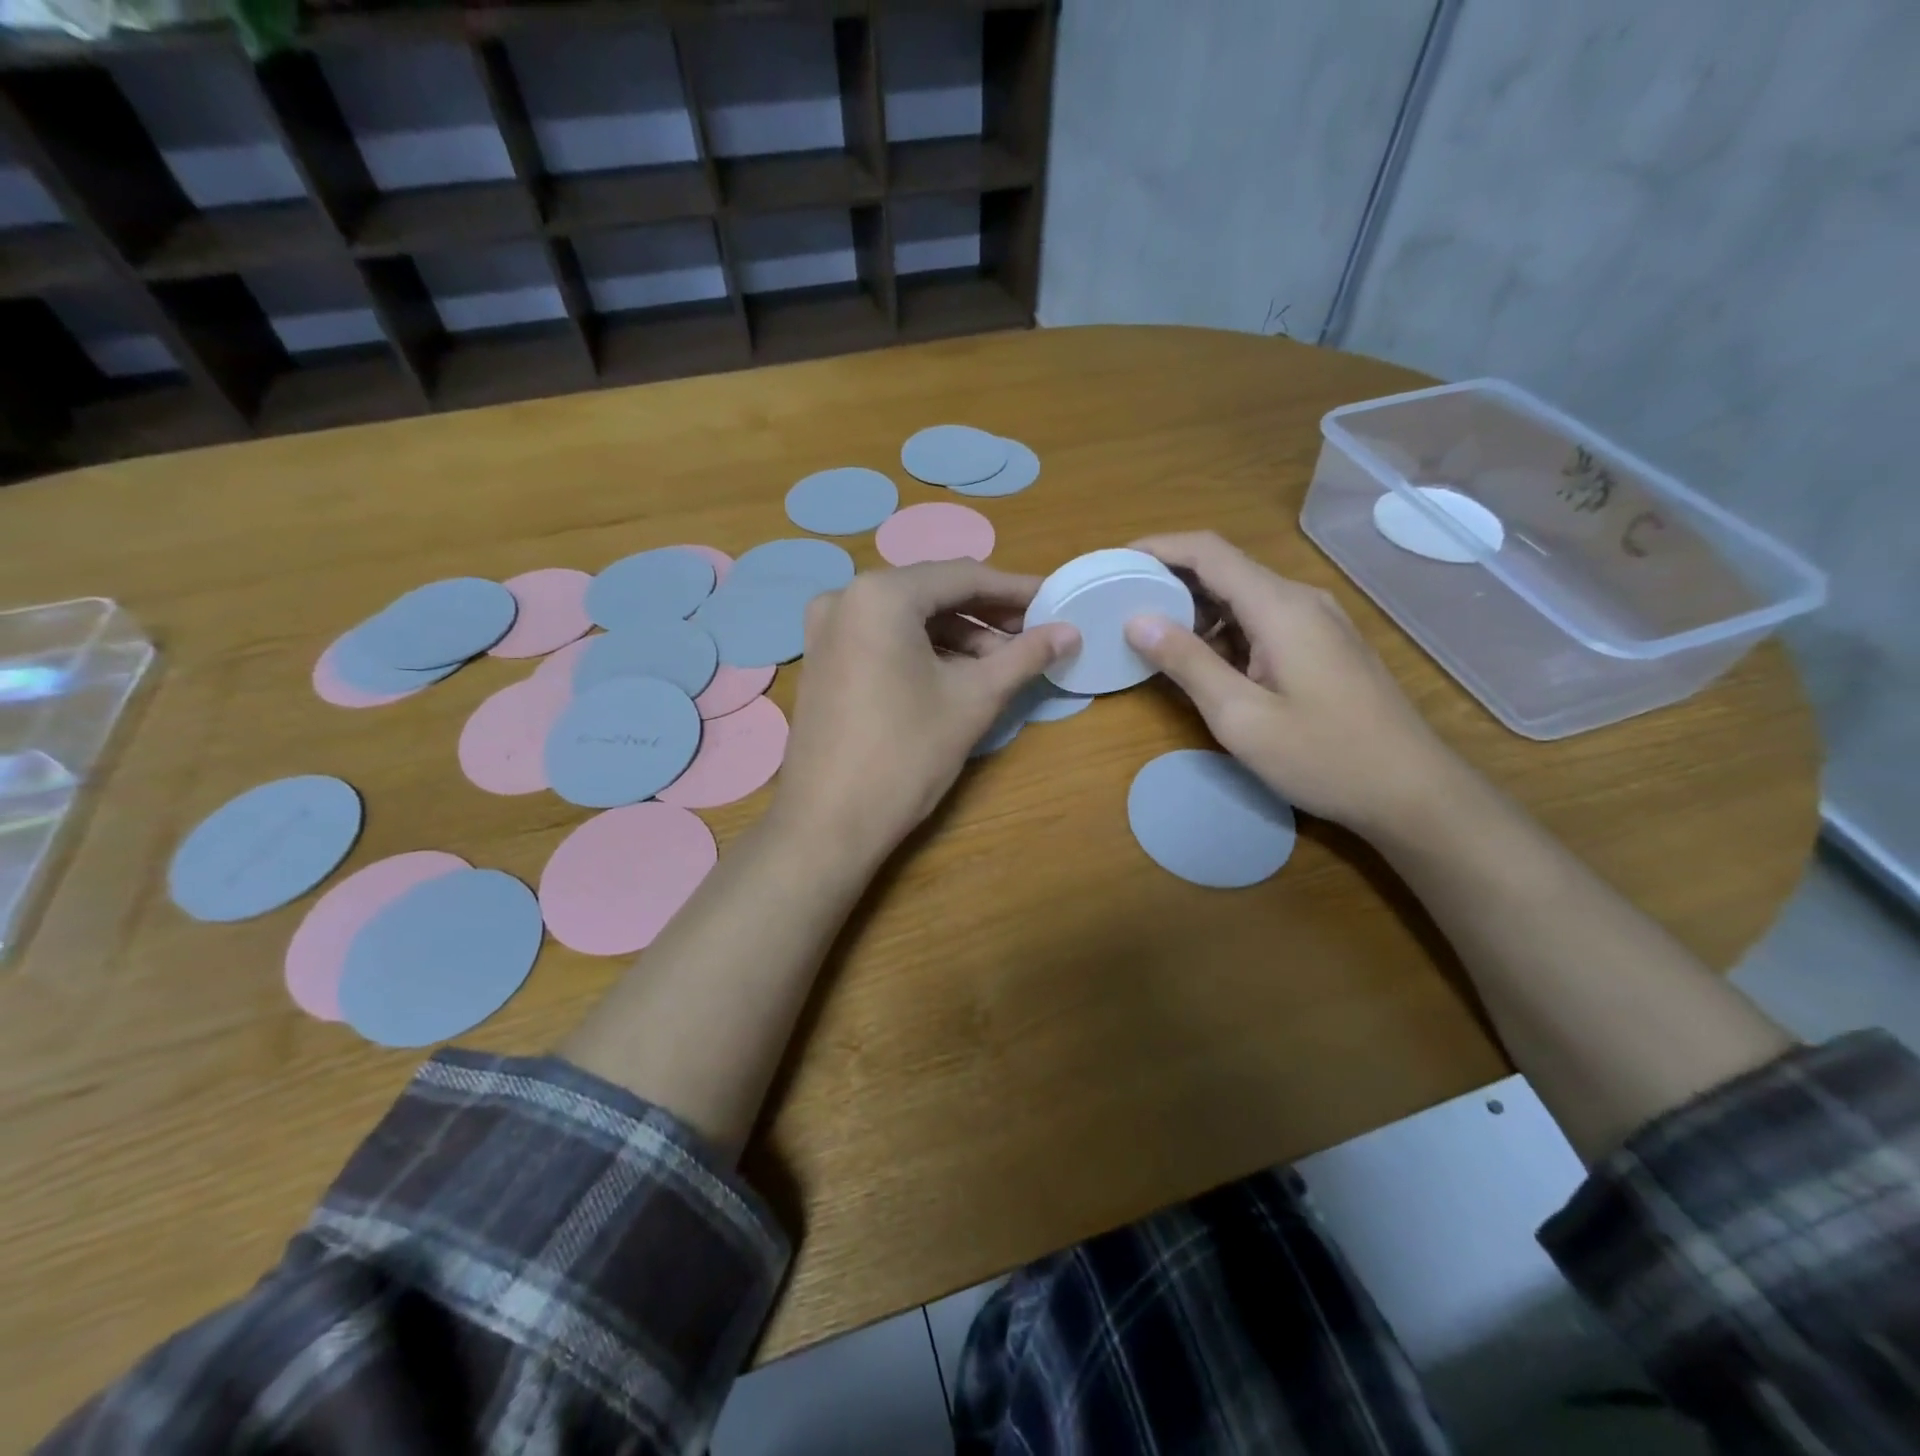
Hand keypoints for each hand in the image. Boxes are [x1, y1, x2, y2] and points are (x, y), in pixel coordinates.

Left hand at [771, 562, 1078, 867]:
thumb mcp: (974, 700)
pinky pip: (883, 639)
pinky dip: (923, 650)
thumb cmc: (905, 755)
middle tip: (1032, 636)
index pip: (962, 576)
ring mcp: (826, 630)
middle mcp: (845, 597)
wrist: (827, 823)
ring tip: (1001, 665)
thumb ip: (1024, 656)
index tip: (1053, 602)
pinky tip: (957, 675)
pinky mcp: (823, 660)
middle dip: (986, 615)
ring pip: (908, 618)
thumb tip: (1070, 632)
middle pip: (932, 593)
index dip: (1014, 590)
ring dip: (957, 636)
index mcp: (880, 594)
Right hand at [1124, 532, 1461, 835]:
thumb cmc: (1323, 756)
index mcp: (1279, 607)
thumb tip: (1137, 620)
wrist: (1412, 791)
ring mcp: (1317, 622)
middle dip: (1170, 581)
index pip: (1208, 552)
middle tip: (1123, 605)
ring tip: (1153, 639)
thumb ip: (1188, 664)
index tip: (1115, 562)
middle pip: (1225, 569)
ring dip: (1196, 610)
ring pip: (1243, 597)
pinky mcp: (1323, 645)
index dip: (1158, 548)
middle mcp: (1300, 600)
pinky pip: (1262, 621)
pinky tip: (1204, 663)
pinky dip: (1224, 631)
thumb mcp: (1241, 717)